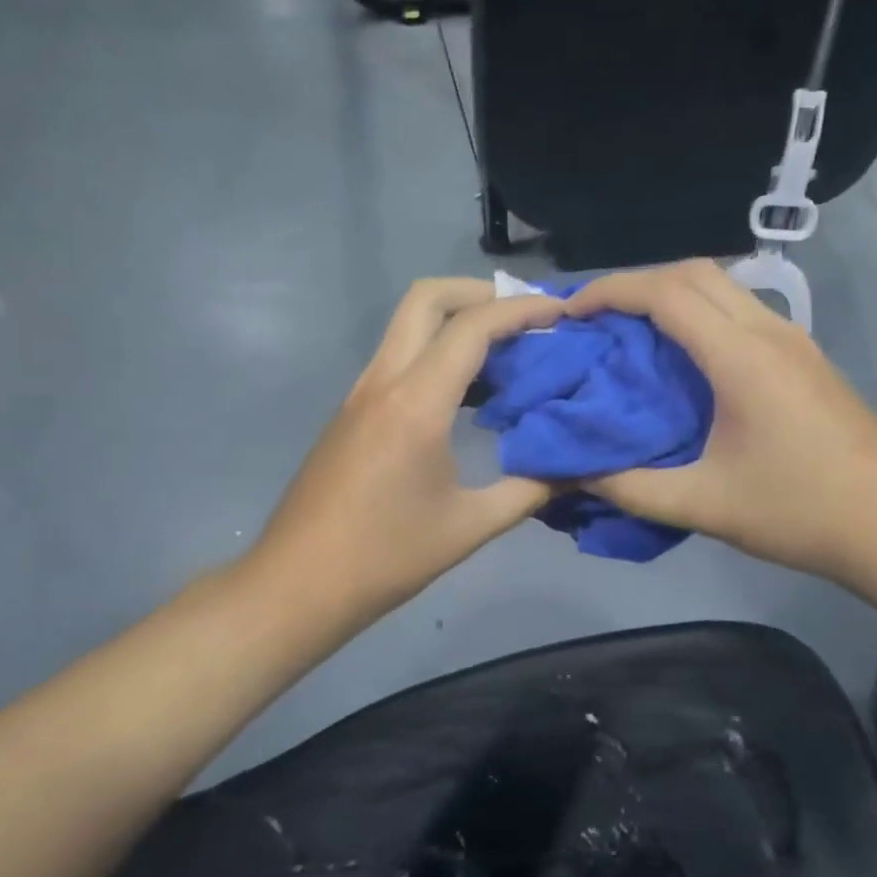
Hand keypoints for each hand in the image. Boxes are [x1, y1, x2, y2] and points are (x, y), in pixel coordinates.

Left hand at [248, 278, 564, 634]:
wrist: (297, 584)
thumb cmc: (385, 557)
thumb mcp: (469, 527)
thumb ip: (530, 490)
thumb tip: (578, 469)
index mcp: (415, 404)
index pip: (473, 328)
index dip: (522, 310)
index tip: (562, 312)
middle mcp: (383, 382)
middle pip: (426, 298)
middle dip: (479, 293)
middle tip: (525, 318)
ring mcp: (361, 393)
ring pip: (407, 325)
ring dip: (456, 321)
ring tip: (507, 354)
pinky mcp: (351, 411)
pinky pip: (399, 358)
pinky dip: (436, 352)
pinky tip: (468, 395)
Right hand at [564, 261, 876, 594]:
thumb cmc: (800, 512)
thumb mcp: (703, 505)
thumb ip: (629, 488)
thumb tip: (574, 472)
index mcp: (742, 357)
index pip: (666, 292)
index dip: (610, 292)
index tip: (570, 313)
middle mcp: (769, 331)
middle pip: (694, 272)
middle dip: (636, 284)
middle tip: (596, 321)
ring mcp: (794, 340)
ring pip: (722, 287)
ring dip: (671, 296)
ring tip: (631, 335)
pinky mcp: (805, 358)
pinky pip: (740, 312)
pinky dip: (699, 315)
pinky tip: (683, 360)